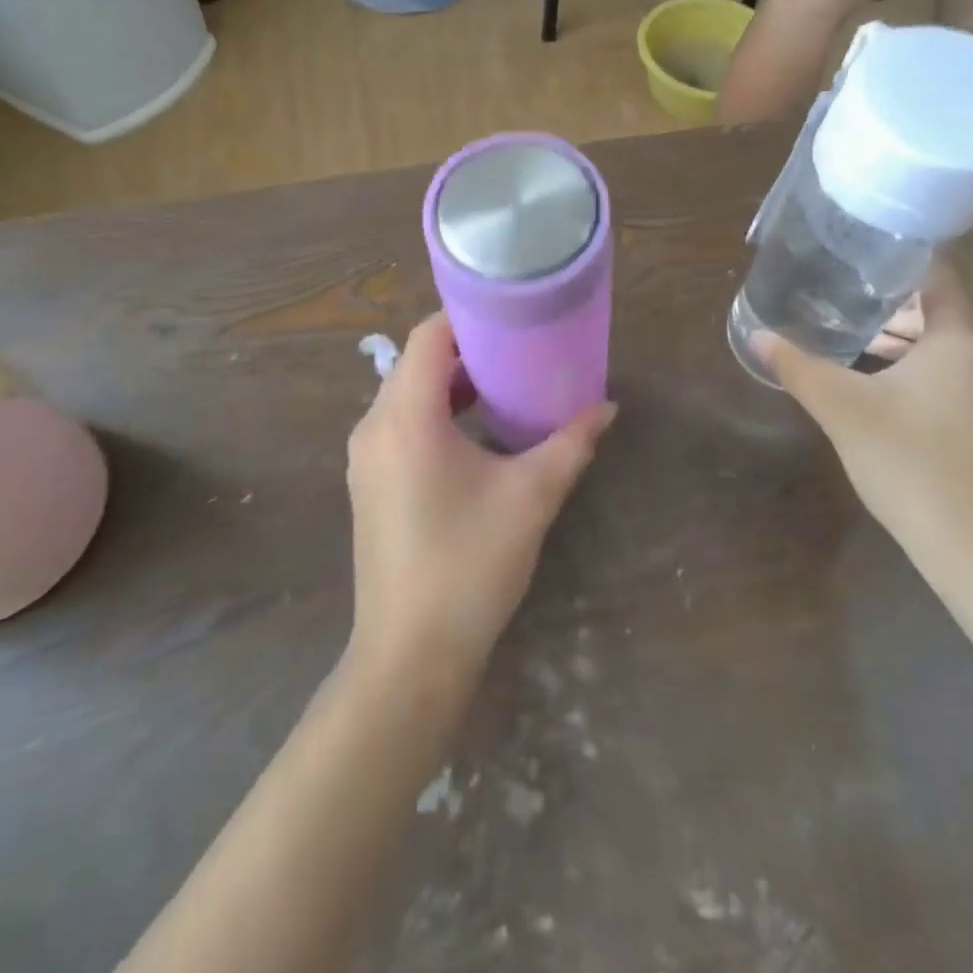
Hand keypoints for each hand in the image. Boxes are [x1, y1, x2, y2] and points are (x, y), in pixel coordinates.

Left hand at [344, 312, 616, 686]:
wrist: (409, 655)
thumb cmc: (469, 564)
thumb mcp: (530, 497)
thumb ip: (570, 444)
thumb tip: (607, 408)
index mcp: (405, 417)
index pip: (428, 337)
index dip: (468, 318)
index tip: (513, 317)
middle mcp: (374, 427)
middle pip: (417, 364)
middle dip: (468, 353)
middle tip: (520, 353)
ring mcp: (365, 458)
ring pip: (408, 396)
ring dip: (453, 387)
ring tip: (506, 390)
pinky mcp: (369, 485)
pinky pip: (401, 427)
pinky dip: (436, 416)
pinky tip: (477, 437)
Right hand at [751, 262, 972, 577]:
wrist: (972, 546)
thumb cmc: (910, 462)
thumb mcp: (842, 408)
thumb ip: (798, 367)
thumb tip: (757, 336)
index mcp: (960, 338)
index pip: (936, 272)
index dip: (894, 255)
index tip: (852, 246)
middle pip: (935, 306)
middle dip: (884, 296)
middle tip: (835, 284)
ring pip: (938, 342)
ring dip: (895, 332)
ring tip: (843, 325)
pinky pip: (942, 371)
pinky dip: (908, 363)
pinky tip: (868, 375)